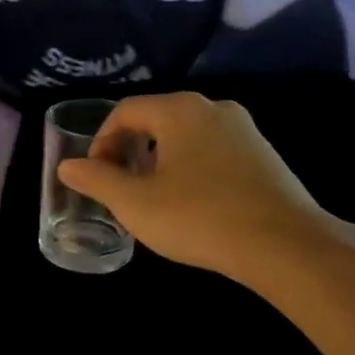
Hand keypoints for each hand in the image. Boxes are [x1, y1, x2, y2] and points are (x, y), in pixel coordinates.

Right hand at [56, 92, 338, 282]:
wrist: (286, 246)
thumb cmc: (199, 217)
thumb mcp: (135, 203)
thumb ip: (97, 180)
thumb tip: (68, 166)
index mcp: (179, 110)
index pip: (125, 111)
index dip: (101, 140)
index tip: (95, 175)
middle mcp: (213, 108)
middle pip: (157, 120)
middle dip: (130, 150)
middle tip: (120, 186)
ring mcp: (245, 130)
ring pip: (186, 136)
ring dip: (160, 160)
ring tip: (153, 198)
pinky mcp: (265, 155)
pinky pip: (214, 151)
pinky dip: (192, 168)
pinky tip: (193, 204)